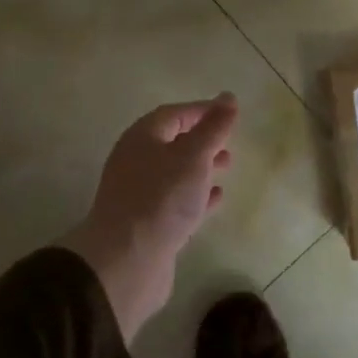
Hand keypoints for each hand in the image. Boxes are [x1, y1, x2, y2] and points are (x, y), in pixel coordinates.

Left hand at [62, 93, 238, 342]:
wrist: (127, 261)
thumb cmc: (161, 198)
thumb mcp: (194, 156)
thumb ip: (213, 127)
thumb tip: (228, 96)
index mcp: (142, 138)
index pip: (174, 114)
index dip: (201, 110)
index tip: (229, 112)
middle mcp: (136, 161)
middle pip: (172, 142)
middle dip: (202, 139)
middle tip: (230, 142)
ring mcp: (140, 193)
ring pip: (175, 172)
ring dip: (201, 166)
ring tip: (228, 167)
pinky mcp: (148, 222)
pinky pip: (176, 199)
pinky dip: (196, 194)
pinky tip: (216, 197)